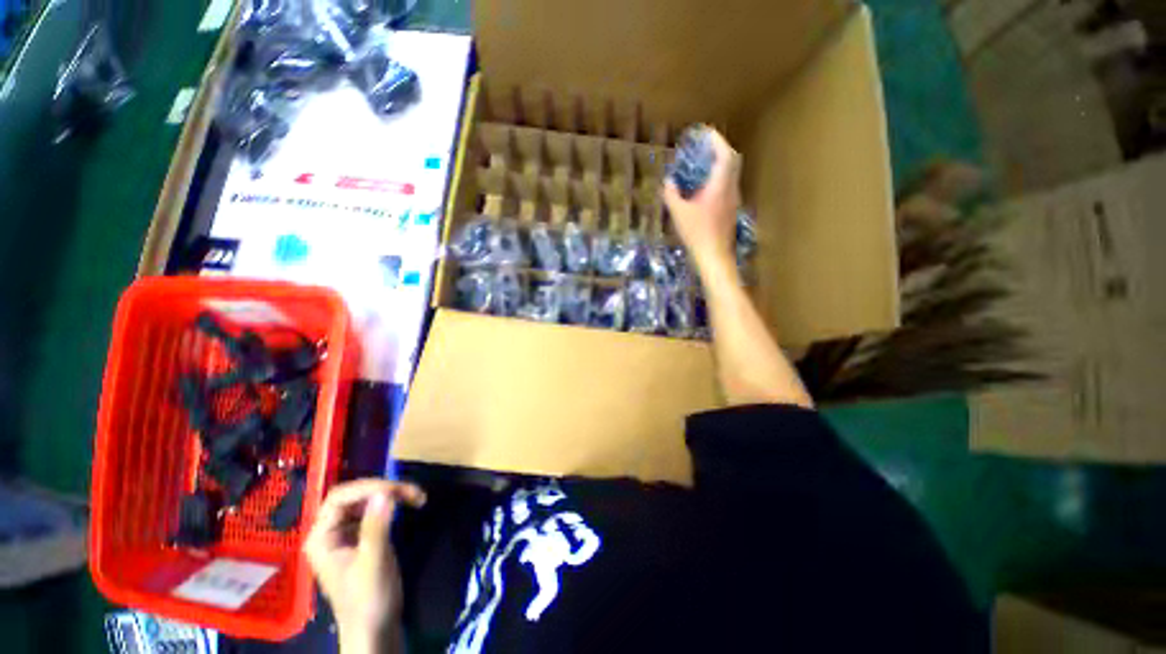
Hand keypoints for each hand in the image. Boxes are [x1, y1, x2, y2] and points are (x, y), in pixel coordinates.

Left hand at [303, 479, 425, 653]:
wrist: (375, 629)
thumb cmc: (369, 599)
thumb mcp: (373, 562)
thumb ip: (376, 526)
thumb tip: (385, 491)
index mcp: (322, 538)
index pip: (340, 498)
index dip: (368, 487)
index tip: (398, 490)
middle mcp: (330, 532)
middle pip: (353, 496)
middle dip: (384, 489)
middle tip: (413, 492)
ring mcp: (345, 535)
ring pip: (366, 501)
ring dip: (391, 494)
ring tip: (416, 496)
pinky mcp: (361, 538)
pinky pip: (374, 511)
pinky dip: (392, 504)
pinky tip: (408, 505)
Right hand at [662, 127, 742, 279]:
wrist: (714, 255)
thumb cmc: (697, 233)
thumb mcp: (679, 213)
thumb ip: (672, 195)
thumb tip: (668, 182)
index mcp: (720, 186)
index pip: (725, 155)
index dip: (717, 140)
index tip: (706, 132)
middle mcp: (731, 189)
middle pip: (732, 161)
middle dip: (720, 149)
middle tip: (705, 147)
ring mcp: (733, 200)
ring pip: (732, 173)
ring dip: (721, 163)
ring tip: (704, 163)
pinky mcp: (731, 209)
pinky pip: (728, 185)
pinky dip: (719, 177)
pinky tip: (706, 186)